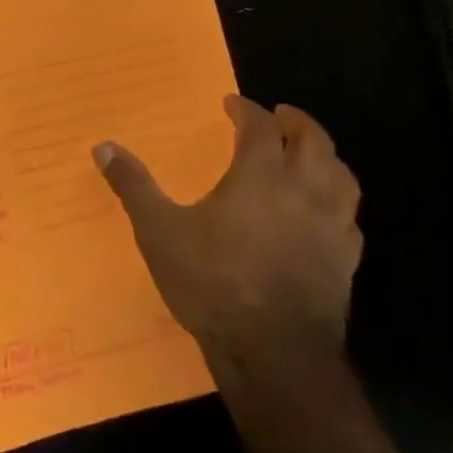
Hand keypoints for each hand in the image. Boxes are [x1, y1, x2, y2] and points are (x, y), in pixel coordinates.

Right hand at [94, 96, 359, 354]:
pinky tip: (323, 211)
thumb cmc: (211, 280)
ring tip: (307, 154)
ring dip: (324, 155)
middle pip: (313, 141)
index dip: (246, 110)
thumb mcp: (158, 230)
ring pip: (342, 175)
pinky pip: (349, 215)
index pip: (260, 127)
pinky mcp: (346, 259)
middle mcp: (305, 190)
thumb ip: (133, 185)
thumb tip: (104, 146)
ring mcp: (332, 226)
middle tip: (279, 115)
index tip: (232, 104)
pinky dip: (336, 199)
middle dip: (295, 122)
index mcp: (260, 176)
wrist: (271, 349)